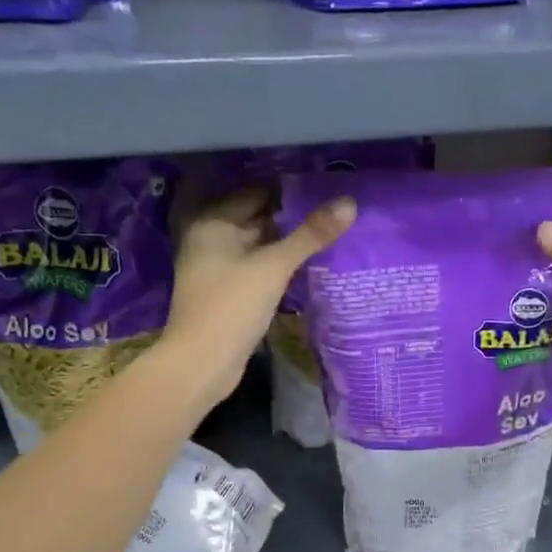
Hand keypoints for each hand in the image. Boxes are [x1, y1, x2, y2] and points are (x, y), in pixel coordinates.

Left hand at [159, 187, 355, 407]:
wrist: (201, 362)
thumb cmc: (233, 305)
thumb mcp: (275, 266)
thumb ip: (311, 234)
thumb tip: (350, 202)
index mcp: (213, 223)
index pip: (256, 193)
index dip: (289, 192)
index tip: (325, 190)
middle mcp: (210, 239)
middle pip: (257, 219)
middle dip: (292, 219)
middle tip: (333, 214)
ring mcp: (216, 268)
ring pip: (259, 247)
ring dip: (287, 245)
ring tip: (328, 237)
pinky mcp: (227, 293)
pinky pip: (257, 270)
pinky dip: (278, 267)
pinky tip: (307, 268)